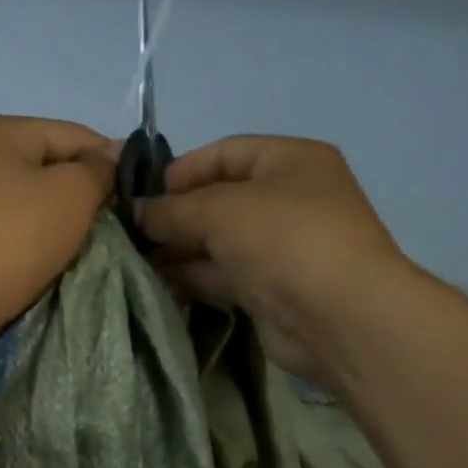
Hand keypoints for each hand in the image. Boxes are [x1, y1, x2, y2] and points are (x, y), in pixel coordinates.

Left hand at [0, 115, 114, 328]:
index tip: (134, 195)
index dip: (110, 161)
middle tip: (110, 223)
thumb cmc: (18, 236)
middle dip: (83, 192)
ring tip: (81, 242)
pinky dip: (35, 236)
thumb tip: (108, 159)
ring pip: (33, 198)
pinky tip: (49, 255)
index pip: (74, 135)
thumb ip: (99, 168)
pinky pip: (13, 224)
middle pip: (51, 166)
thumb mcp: (74, 192)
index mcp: (1, 130)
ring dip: (60, 217)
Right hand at [136, 135, 412, 381]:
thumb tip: (136, 212)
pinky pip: (222, 274)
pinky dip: (191, 275)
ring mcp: (280, 247)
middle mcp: (288, 199)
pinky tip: (155, 281)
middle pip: (219, 198)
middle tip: (130, 231)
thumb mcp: (218, 211)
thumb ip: (170, 210)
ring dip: (177, 248)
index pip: (226, 152)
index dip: (182, 169)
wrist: (337, 316)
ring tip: (133, 258)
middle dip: (174, 213)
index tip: (142, 194)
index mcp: (290, 161)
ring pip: (217, 240)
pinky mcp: (270, 288)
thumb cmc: (283, 240)